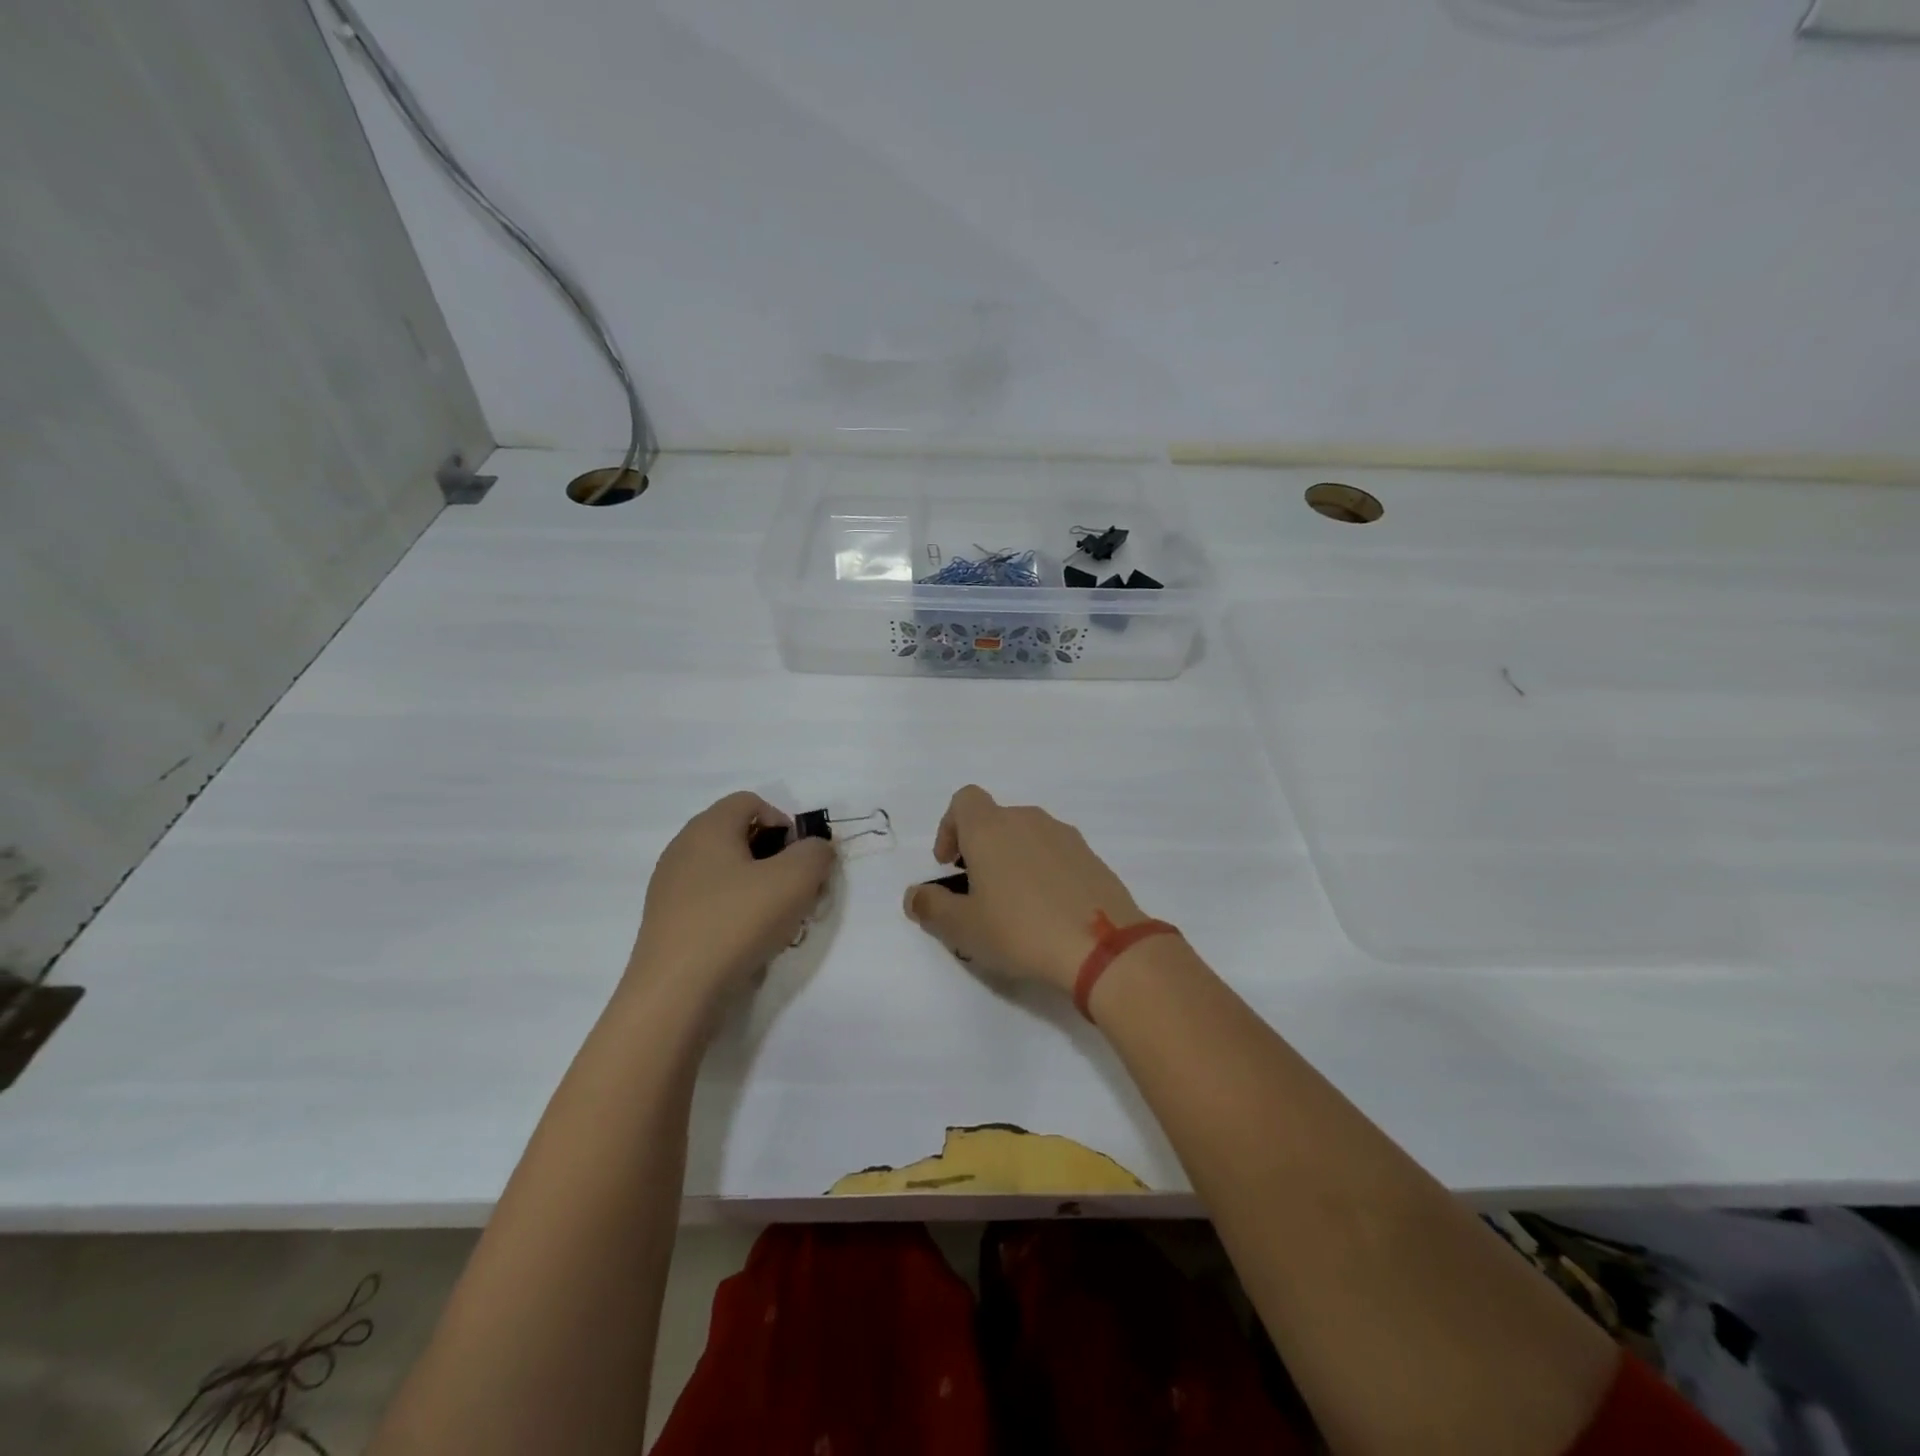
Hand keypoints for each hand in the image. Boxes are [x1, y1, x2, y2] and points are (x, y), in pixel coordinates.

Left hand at [627, 792, 834, 999]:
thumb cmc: (736, 922)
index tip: (800, 860)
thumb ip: (816, 853)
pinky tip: (746, 943)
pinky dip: (734, 913)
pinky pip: (710, 902)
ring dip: (758, 889)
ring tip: (775, 922)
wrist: (674, 994)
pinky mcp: (666, 922)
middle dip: (775, 859)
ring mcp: (669, 887)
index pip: (751, 802)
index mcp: (708, 827)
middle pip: (739, 836)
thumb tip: (814, 849)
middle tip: (795, 892)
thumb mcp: (796, 880)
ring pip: (726, 872)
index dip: (784, 823)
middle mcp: (683, 848)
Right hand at [903, 785, 1146, 992]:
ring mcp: (1064, 835)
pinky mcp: (1091, 856)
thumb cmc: (1020, 930)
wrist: (1102, 946)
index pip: (964, 800)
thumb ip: (931, 907)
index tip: (948, 864)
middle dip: (980, 849)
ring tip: (1013, 905)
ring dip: (1012, 860)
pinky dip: (1043, 871)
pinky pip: (1055, 854)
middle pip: (994, 819)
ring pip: (1026, 836)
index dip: (949, 827)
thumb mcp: (963, 927)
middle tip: (977, 892)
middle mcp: (1027, 819)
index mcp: (990, 828)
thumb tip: (914, 895)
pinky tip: (1047, 911)